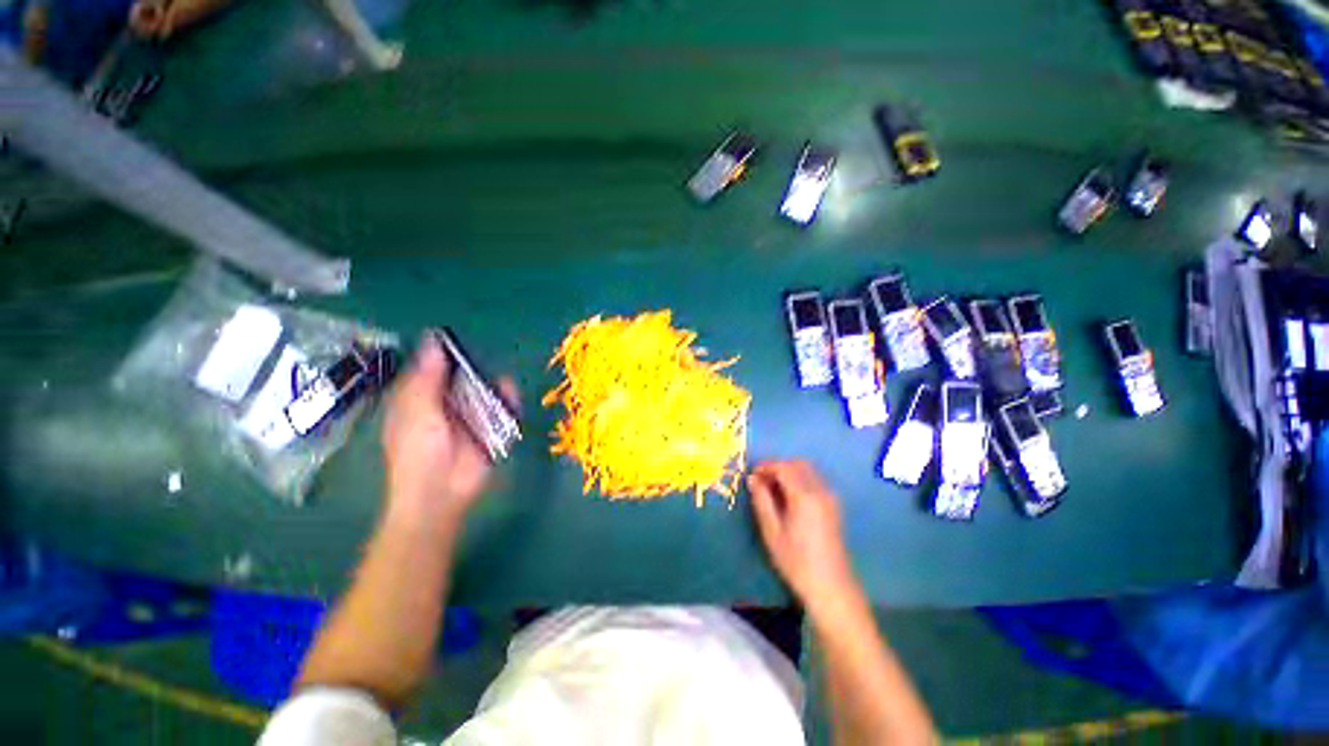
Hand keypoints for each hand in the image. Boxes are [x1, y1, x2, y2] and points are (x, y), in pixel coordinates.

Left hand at [382, 333, 515, 526]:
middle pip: (463, 378)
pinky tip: (511, 394)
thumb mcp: (417, 410)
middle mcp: (446, 404)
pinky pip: (502, 409)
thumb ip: (427, 378)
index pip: (432, 369)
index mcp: (420, 399)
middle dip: (475, 370)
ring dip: (493, 386)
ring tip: (502, 381)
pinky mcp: (490, 429)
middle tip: (485, 360)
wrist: (441, 491)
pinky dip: (508, 401)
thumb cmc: (419, 450)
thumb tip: (434, 341)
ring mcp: (470, 417)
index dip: (443, 354)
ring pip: (485, 392)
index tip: (458, 340)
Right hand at [749, 461, 857, 607]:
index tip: (752, 473)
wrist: (830, 586)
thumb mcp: (771, 531)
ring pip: (808, 471)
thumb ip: (761, 501)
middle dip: (778, 466)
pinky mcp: (833, 505)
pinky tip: (787, 496)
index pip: (784, 468)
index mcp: (805, 496)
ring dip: (789, 471)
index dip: (766, 466)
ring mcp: (830, 498)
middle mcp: (820, 491)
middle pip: (798, 464)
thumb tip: (753, 479)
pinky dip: (799, 479)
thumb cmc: (796, 561)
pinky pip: (814, 481)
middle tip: (761, 478)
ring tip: (771, 487)